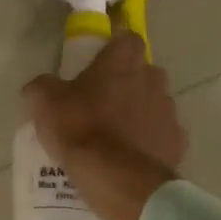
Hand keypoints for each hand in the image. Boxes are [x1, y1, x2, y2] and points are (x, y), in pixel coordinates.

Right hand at [24, 32, 186, 219]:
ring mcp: (170, 112)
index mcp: (124, 60)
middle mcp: (154, 78)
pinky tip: (128, 160)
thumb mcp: (44, 103)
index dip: (112, 50)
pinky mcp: (177, 143)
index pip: (126, 38)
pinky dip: (147, 143)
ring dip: (137, 114)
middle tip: (99, 105)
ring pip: (153, 105)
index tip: (96, 66)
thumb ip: (42, 86)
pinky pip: (160, 136)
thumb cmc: (81, 130)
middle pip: (141, 73)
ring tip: (113, 138)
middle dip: (125, 84)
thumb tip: (43, 87)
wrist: (119, 180)